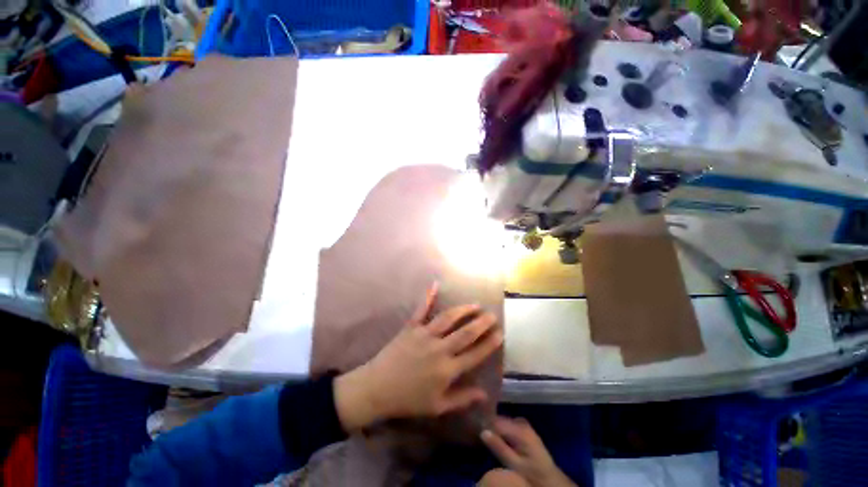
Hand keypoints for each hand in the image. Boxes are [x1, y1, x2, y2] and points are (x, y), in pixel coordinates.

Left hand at [335, 283, 502, 430]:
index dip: (489, 343)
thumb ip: (462, 399)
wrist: (377, 388)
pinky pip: (422, 309)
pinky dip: (428, 296)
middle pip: (465, 333)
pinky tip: (436, 284)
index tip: (500, 333)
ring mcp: (424, 335)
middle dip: (481, 323)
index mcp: (447, 370)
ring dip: (463, 310)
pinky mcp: (411, 327)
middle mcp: (439, 349)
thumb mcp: (437, 407)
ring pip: (448, 318)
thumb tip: (484, 393)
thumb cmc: (408, 400)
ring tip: (475, 305)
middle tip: (492, 315)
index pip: (475, 354)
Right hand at [481, 417, 575, 486]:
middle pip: (500, 418)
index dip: (484, 423)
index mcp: (519, 429)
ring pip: (504, 420)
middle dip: (489, 423)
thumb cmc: (531, 473)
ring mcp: (524, 424)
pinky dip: (501, 427)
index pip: (496, 420)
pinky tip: (497, 434)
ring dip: (495, 425)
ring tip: (485, 432)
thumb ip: (499, 447)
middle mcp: (521, 422)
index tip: (474, 426)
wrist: (550, 478)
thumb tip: (482, 431)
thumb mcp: (514, 464)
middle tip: (478, 431)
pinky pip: (508, 423)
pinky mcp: (525, 428)